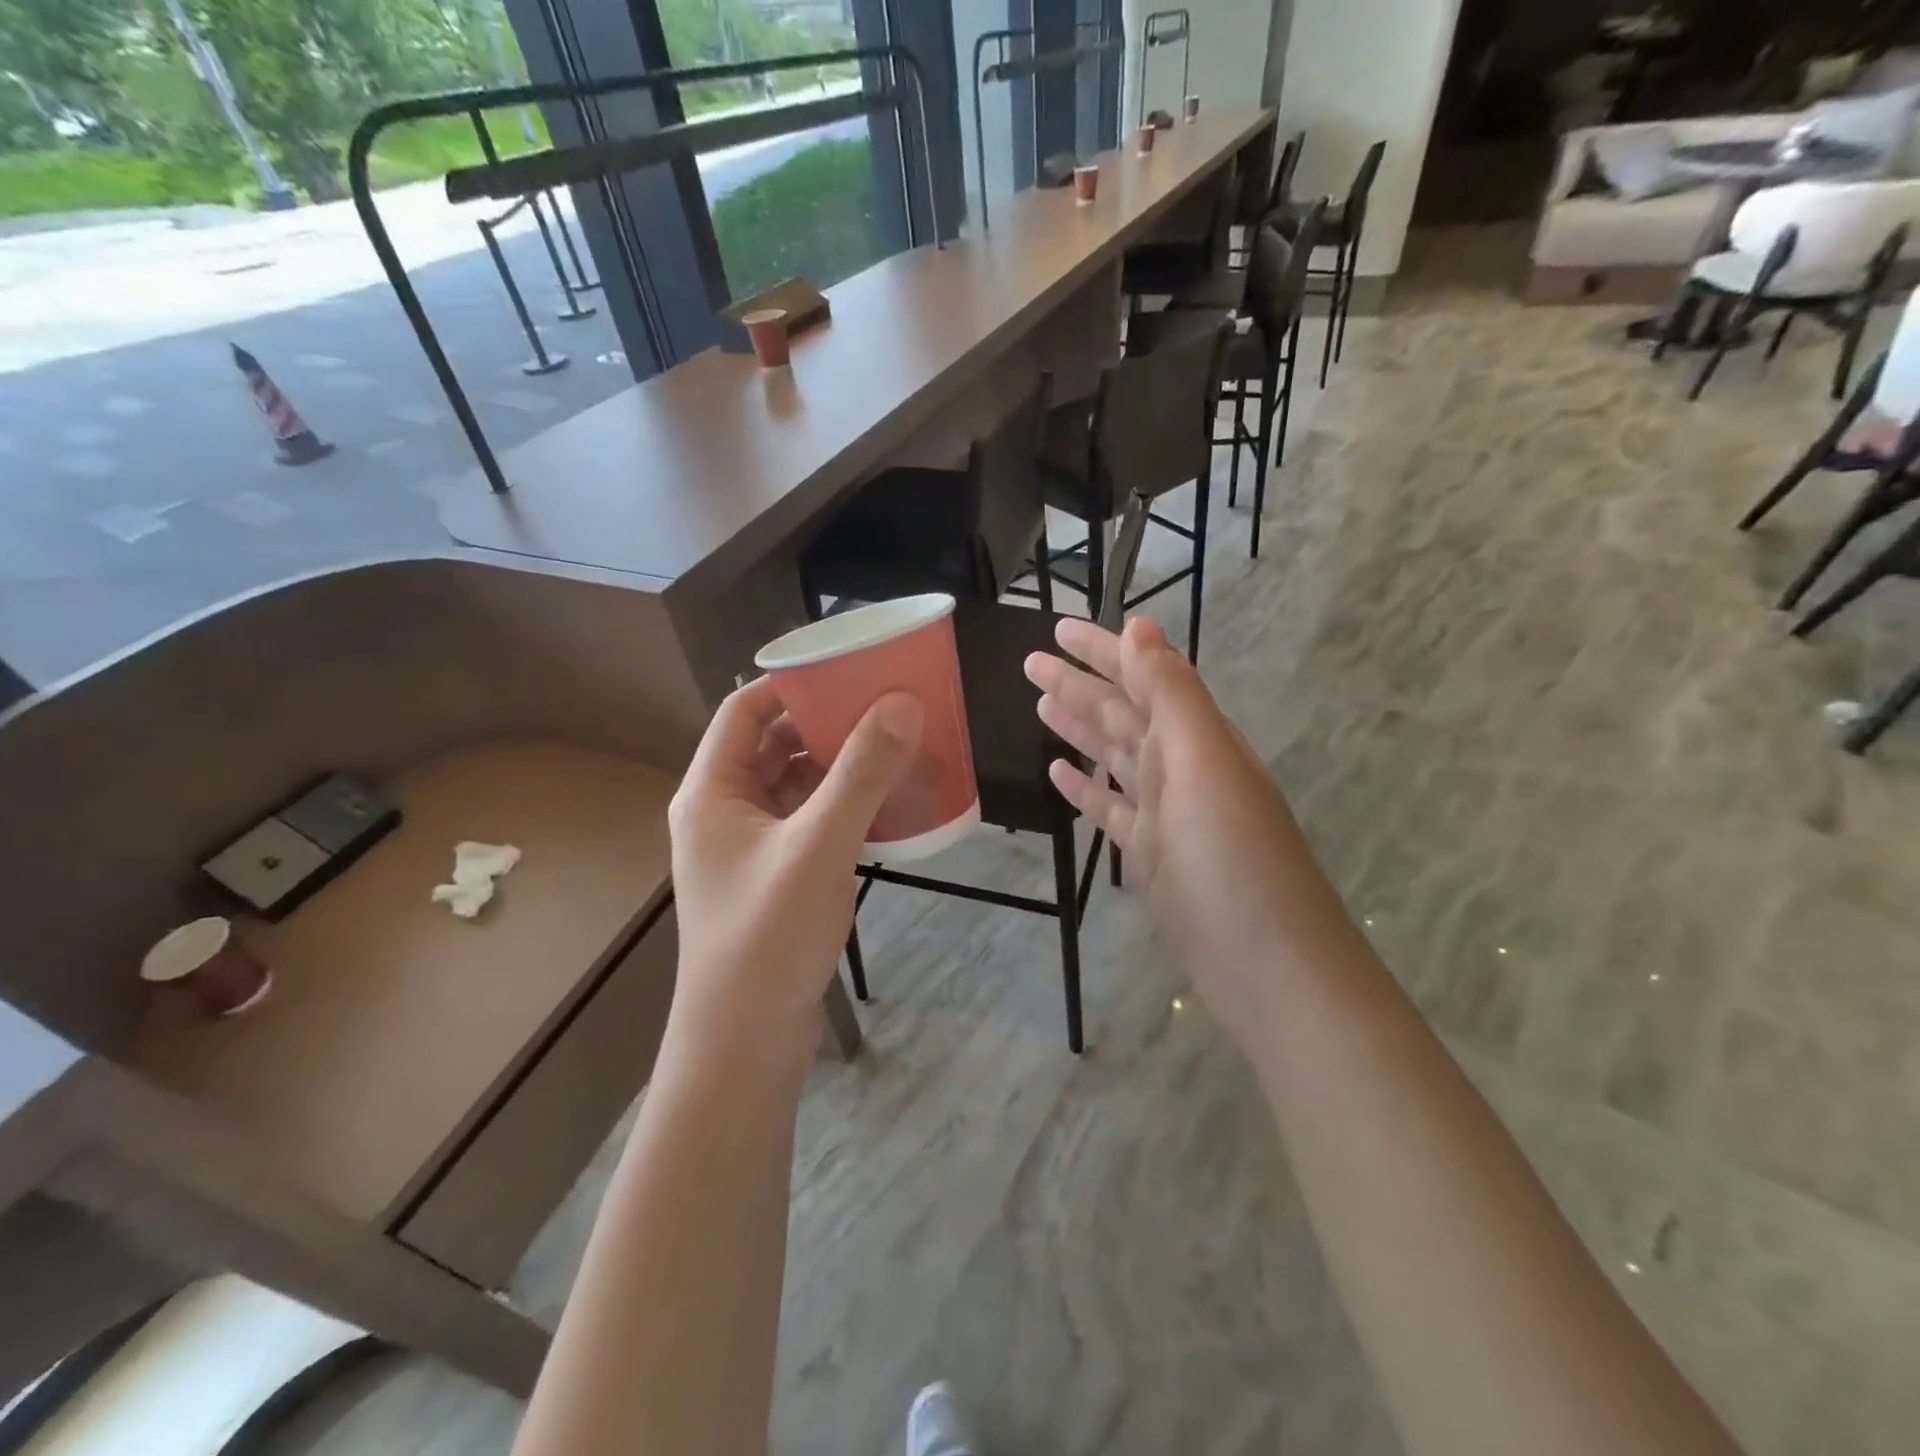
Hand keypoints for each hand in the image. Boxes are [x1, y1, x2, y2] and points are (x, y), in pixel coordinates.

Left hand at [667, 677, 922, 1050]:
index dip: (790, 682)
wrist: (745, 1041)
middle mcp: (723, 811)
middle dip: (824, 722)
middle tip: (881, 703)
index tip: (846, 668)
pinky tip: (882, 802)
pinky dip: (841, 804)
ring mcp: (749, 846)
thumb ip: (860, 775)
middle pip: (772, 744)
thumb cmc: (767, 937)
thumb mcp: (818, 847)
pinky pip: (808, 820)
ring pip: (793, 784)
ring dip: (837, 764)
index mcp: (712, 791)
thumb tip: (901, 704)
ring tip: (891, 745)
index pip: (744, 710)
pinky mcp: (774, 875)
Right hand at [1025, 617, 1329, 1029]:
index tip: (1058, 628)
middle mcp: (1180, 766)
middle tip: (1030, 662)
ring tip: (1039, 703)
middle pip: (1121, 712)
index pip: (1142, 676)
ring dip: (1078, 728)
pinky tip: (1058, 773)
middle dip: (1078, 683)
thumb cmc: (1234, 856)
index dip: (1102, 650)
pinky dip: (1084, 787)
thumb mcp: (1203, 763)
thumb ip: (1170, 694)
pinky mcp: (1148, 854)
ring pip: (1112, 756)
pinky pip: (1109, 808)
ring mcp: (1163, 812)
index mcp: (1195, 737)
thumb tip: (1140, 626)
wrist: (1267, 963)